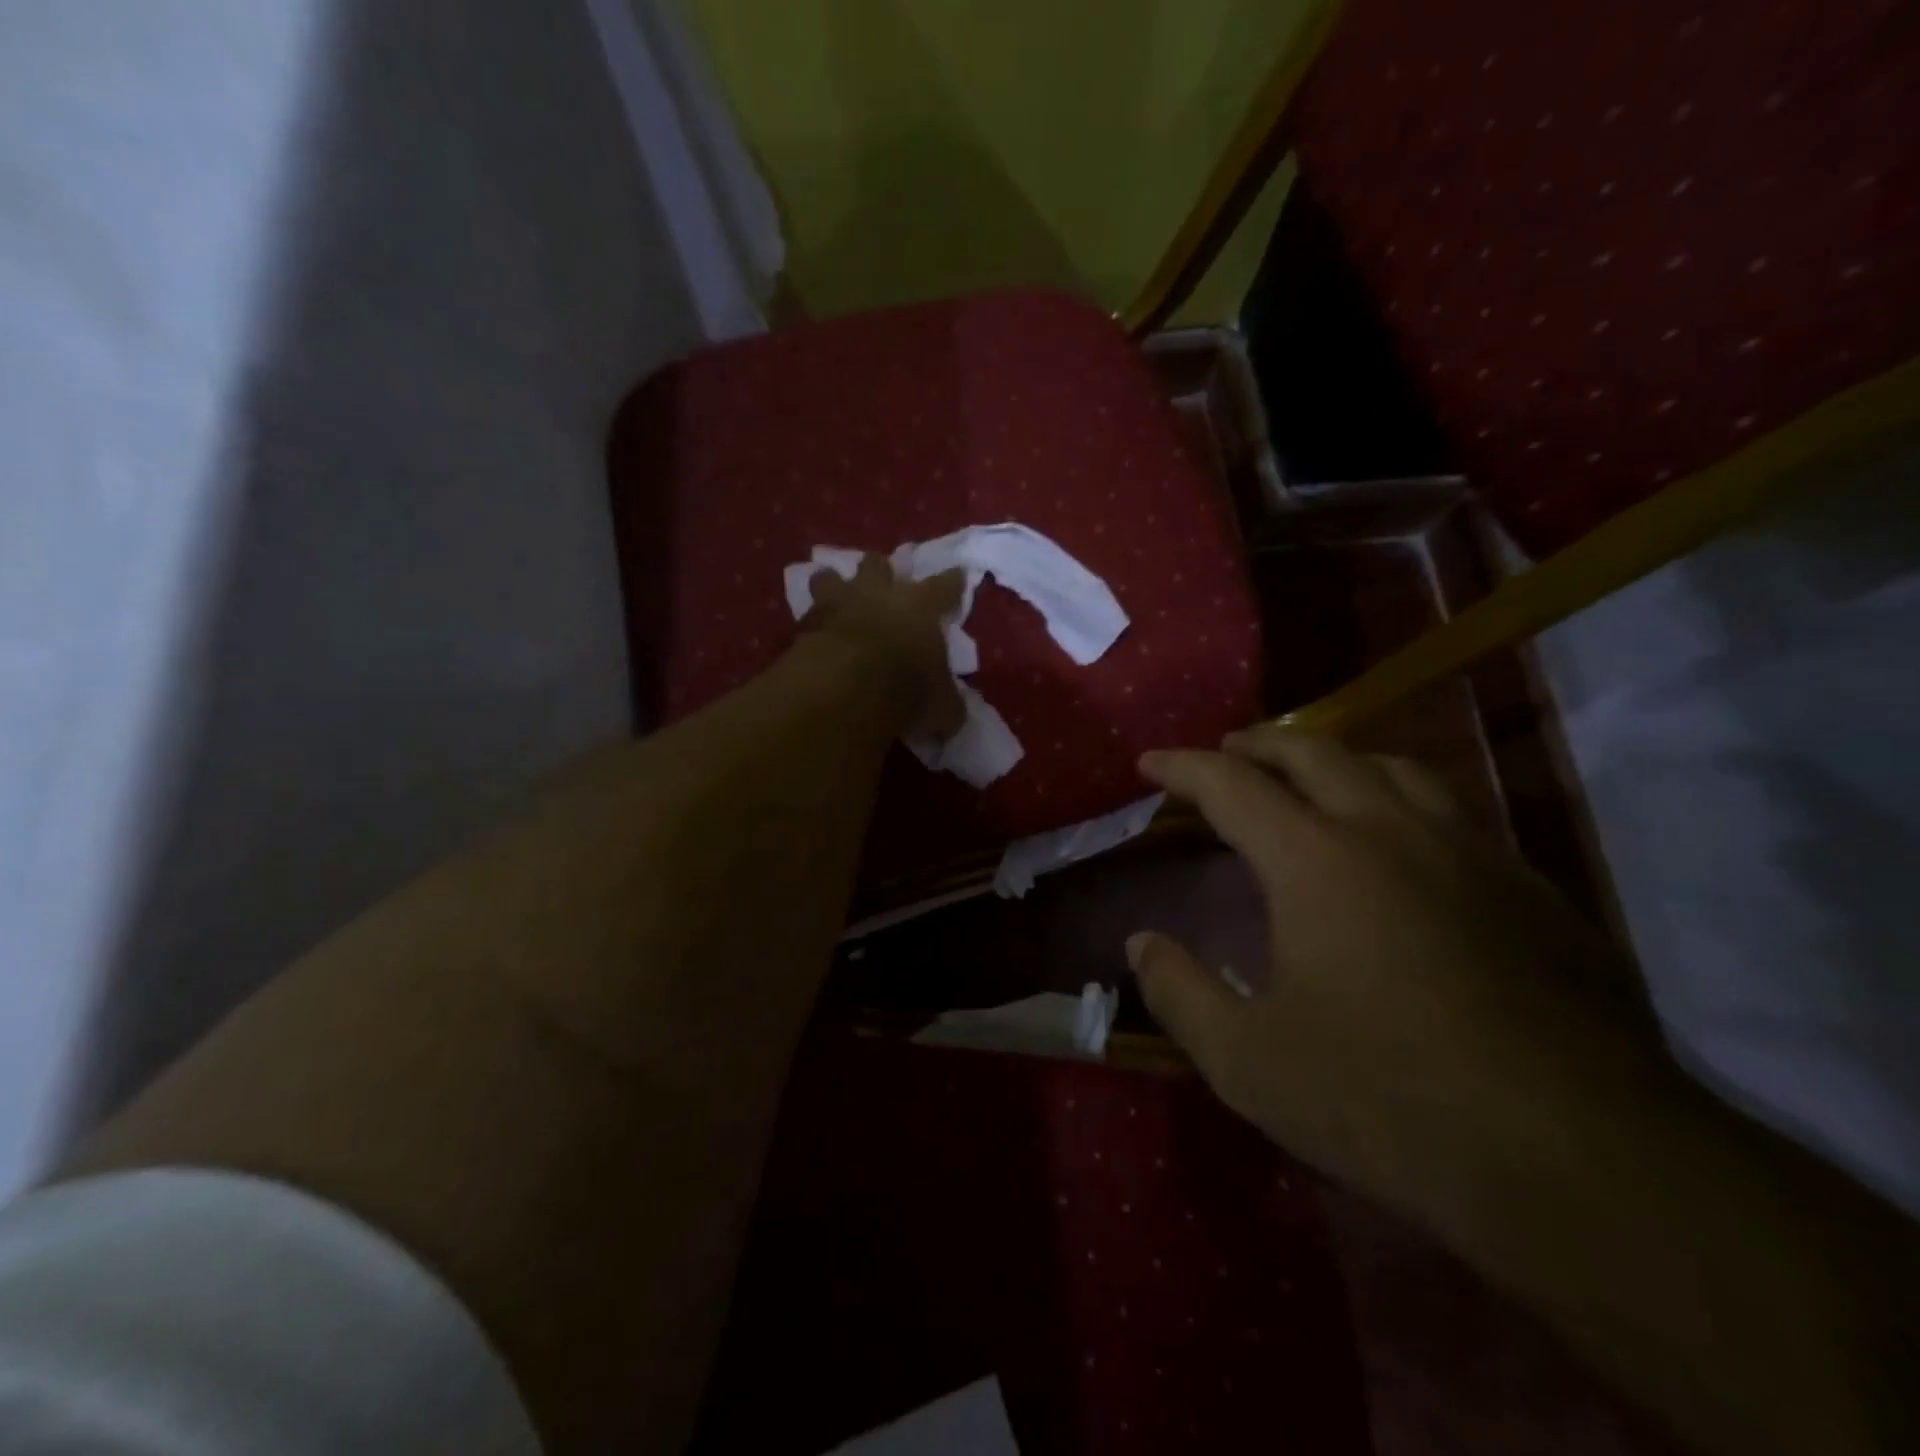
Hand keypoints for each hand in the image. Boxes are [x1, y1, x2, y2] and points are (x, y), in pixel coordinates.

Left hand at [803, 555, 966, 739]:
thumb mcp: (942, 707)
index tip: (958, 574)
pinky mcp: (804, 624)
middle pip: (879, 564)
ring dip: (833, 584)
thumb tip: (952, 714)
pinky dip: (810, 623)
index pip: (945, 586)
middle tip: (882, 580)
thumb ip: (948, 705)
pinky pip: (806, 615)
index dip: (953, 582)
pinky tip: (810, 635)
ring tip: (834, 595)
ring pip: (830, 576)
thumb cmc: (907, 687)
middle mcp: (879, 594)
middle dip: (881, 570)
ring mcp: (838, 604)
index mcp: (920, 606)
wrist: (846, 687)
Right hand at [1130, 726, 1641, 1191]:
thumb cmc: (1389, 1102)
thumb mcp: (1249, 1063)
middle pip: (1316, 752)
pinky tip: (1403, 844)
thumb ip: (1180, 994)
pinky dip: (1402, 801)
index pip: (1231, 786)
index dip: (1182, 768)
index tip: (1149, 762)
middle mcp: (1392, 832)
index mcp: (1316, 861)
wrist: (1587, 1164)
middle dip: (1260, 743)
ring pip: (1395, 768)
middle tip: (1225, 748)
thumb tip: (1141, 944)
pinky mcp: (1532, 891)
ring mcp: (1472, 854)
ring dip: (1336, 757)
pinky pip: (1453, 813)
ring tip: (1310, 774)